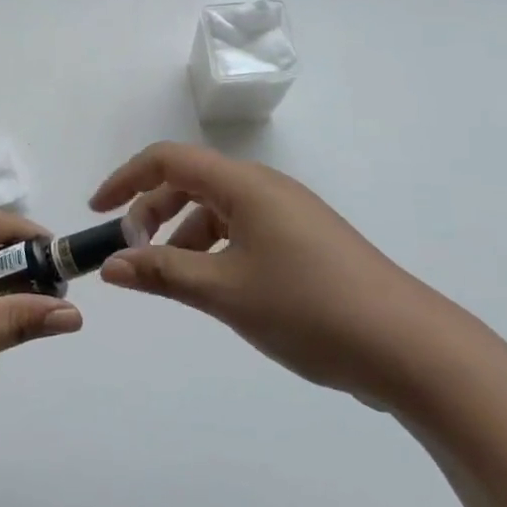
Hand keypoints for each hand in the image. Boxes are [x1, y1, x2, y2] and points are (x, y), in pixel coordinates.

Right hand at [90, 143, 455, 405]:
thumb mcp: (224, 291)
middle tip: (131, 251)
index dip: (127, 179)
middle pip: (192, 181)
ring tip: (169, 276)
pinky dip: (214, 248)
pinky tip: (213, 285)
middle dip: (152, 210)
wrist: (409, 347)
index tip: (97, 212)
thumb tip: (110, 266)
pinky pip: (243, 230)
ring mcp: (290, 215)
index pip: (170, 159)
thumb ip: (161, 273)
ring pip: (218, 209)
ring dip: (183, 233)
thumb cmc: (308, 308)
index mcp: (245, 185)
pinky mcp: (305, 242)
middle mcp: (266, 188)